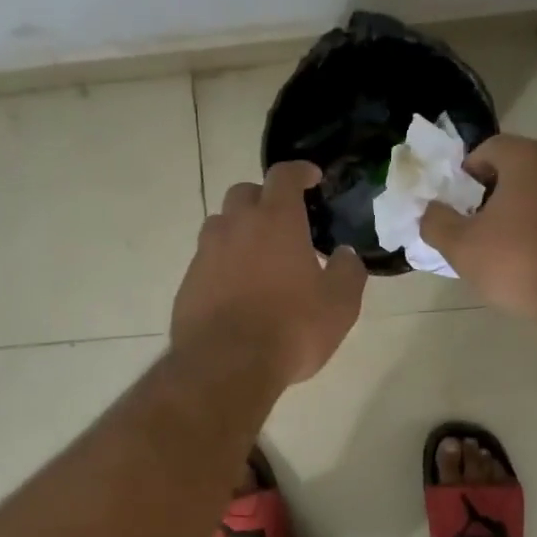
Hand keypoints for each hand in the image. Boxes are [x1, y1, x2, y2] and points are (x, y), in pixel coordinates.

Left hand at [171, 161, 365, 385]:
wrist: (226, 365)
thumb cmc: (291, 328)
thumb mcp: (339, 305)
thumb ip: (347, 272)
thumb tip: (345, 255)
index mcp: (276, 220)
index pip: (284, 175)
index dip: (299, 171)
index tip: (311, 178)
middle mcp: (236, 226)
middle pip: (244, 193)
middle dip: (264, 199)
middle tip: (283, 222)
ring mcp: (206, 253)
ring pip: (221, 225)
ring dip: (239, 230)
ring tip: (258, 257)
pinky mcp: (188, 282)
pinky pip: (206, 260)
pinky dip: (222, 264)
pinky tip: (236, 291)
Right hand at [420, 135, 536, 319]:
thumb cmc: (519, 262)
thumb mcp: (460, 247)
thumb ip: (436, 222)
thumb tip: (430, 211)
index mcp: (529, 160)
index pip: (491, 148)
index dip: (469, 172)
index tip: (460, 203)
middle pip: (525, 170)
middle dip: (501, 193)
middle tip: (483, 227)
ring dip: (534, 212)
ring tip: (517, 250)